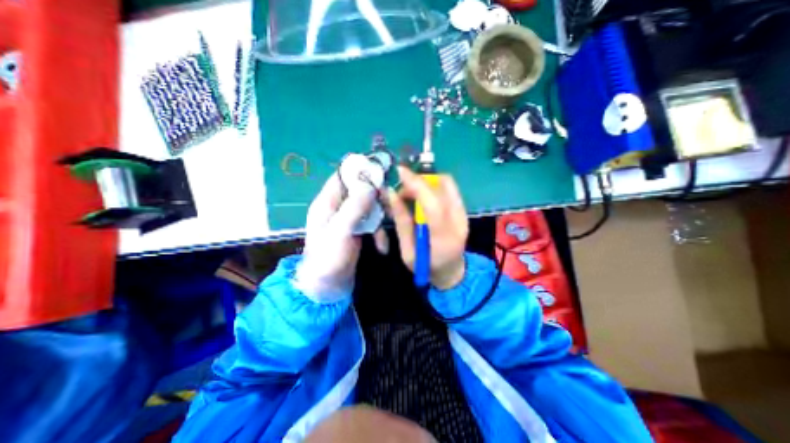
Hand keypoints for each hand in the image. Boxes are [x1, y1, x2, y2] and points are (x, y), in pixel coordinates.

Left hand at [295, 166, 376, 303]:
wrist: (327, 288)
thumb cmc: (328, 258)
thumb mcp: (339, 231)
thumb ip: (353, 207)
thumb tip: (369, 184)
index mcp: (327, 202)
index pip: (342, 176)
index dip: (360, 171)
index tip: (380, 171)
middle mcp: (338, 207)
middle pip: (360, 191)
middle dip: (376, 197)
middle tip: (391, 203)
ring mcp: (349, 220)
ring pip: (369, 207)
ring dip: (380, 218)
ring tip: (384, 234)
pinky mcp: (358, 231)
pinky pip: (372, 223)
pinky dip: (379, 232)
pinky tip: (383, 246)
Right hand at [387, 166, 467, 290]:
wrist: (452, 271)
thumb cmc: (426, 267)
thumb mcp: (407, 252)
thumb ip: (401, 222)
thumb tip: (391, 193)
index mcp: (443, 238)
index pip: (433, 204)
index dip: (416, 184)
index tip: (400, 171)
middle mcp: (459, 222)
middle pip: (442, 187)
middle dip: (418, 181)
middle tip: (402, 192)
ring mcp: (464, 214)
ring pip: (447, 183)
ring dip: (426, 181)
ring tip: (411, 194)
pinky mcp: (464, 210)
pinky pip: (449, 188)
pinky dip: (433, 185)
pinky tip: (423, 196)